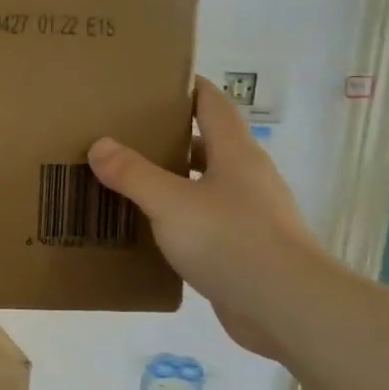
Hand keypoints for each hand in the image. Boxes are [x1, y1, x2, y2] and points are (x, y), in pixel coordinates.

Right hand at [89, 76, 323, 360]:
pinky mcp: (245, 250)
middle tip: (122, 133)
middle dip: (167, 136)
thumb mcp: (170, 202)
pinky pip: (204, 223)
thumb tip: (100, 144)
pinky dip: (177, 219)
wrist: (288, 308)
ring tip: (126, 179)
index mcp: (235, 154)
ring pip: (203, 185)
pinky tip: (147, 229)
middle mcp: (246, 178)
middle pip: (206, 144)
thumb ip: (133, 173)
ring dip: (171, 180)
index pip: (212, 104)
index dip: (187, 87)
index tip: (152, 81)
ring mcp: (250, 216)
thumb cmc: (232, 240)